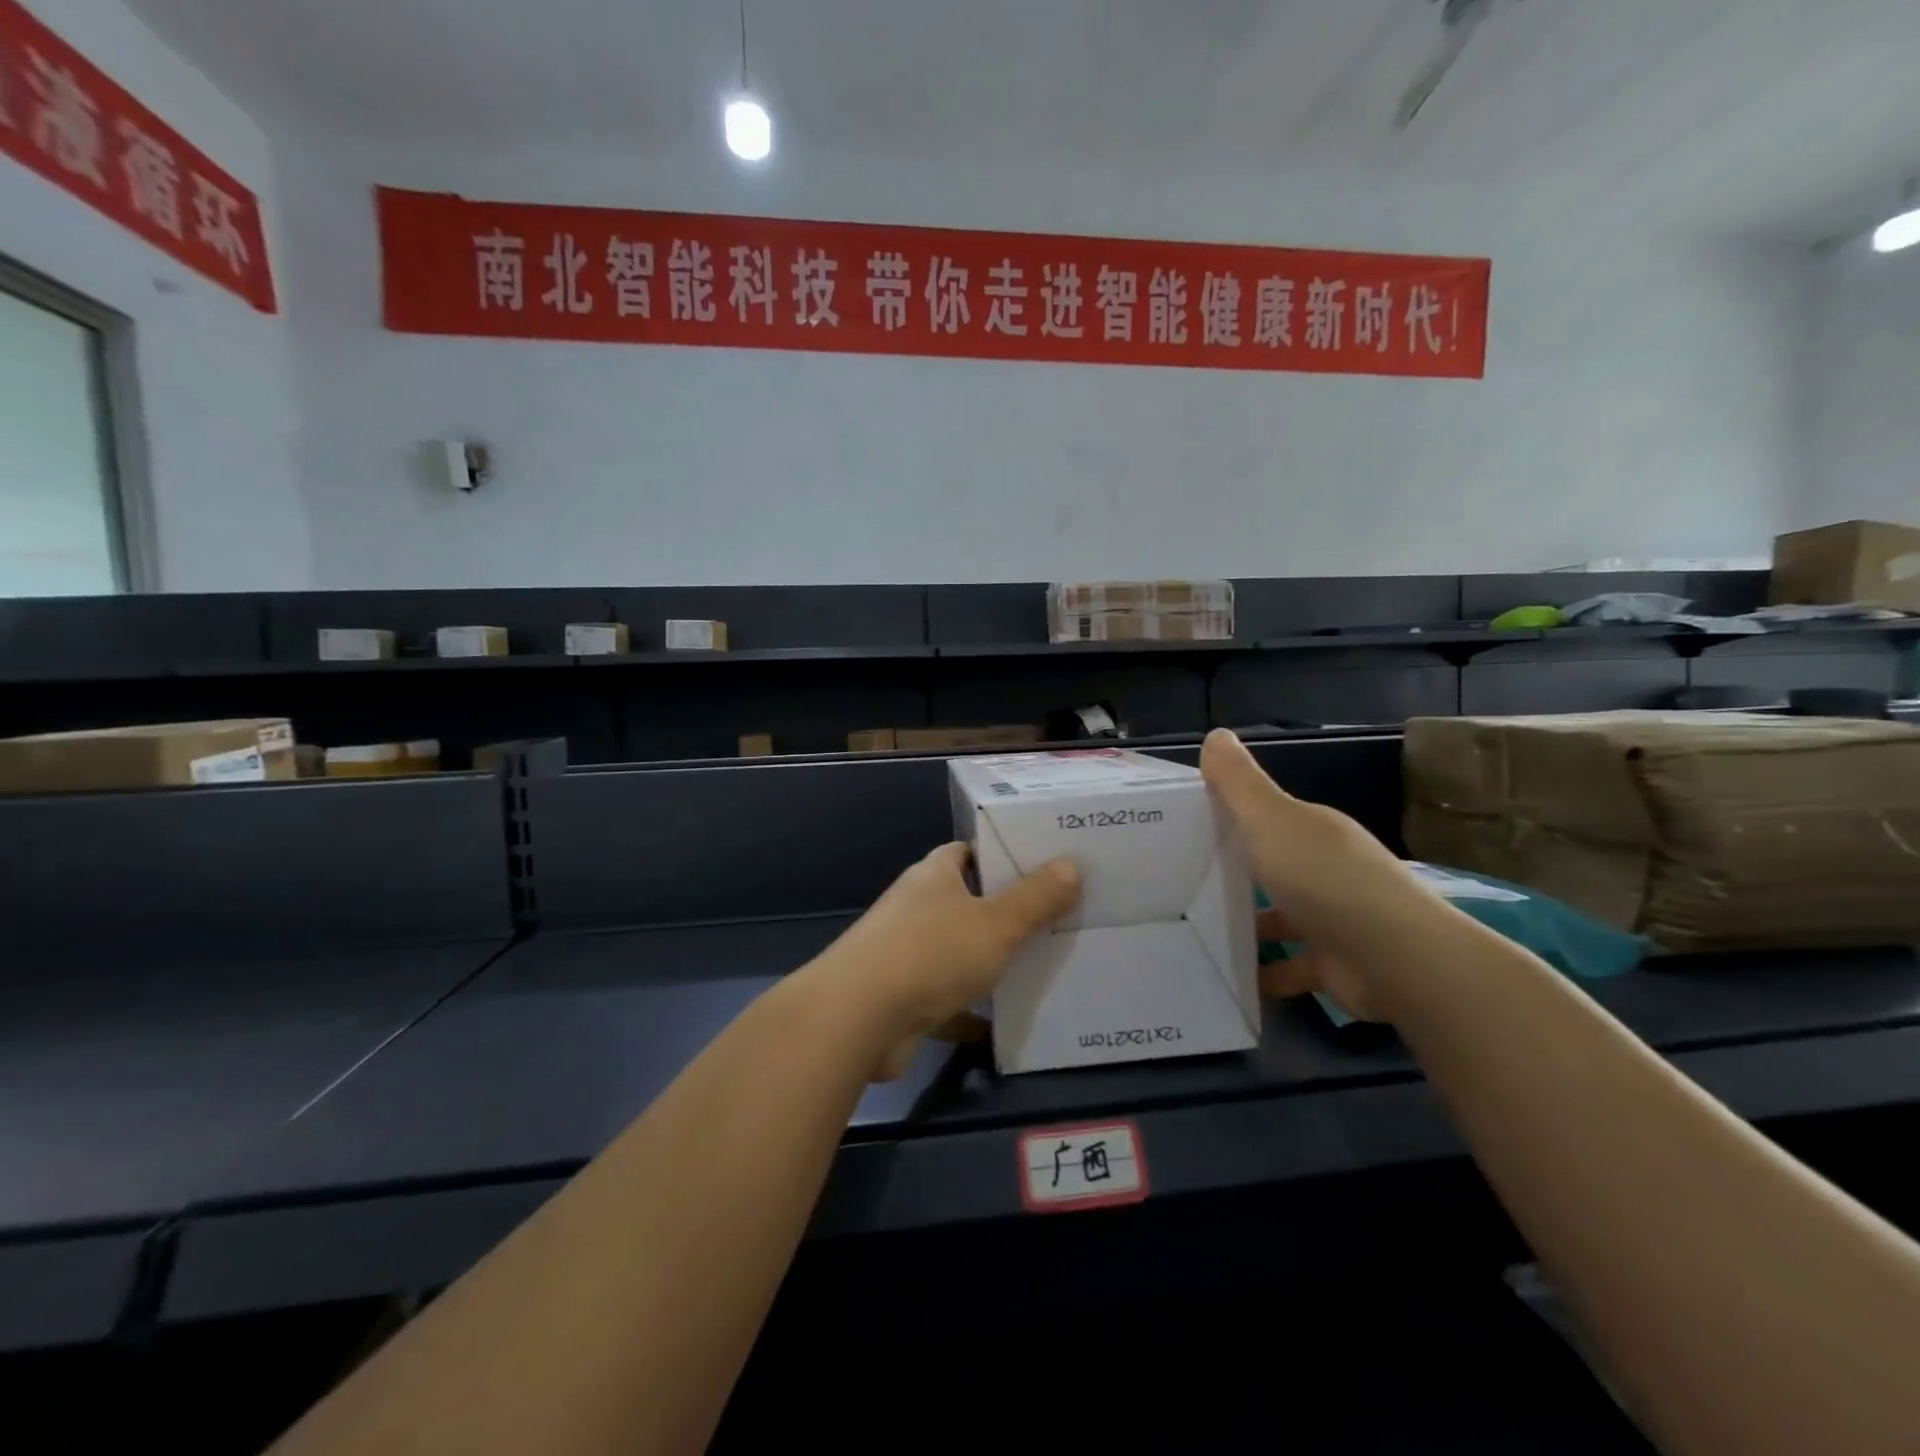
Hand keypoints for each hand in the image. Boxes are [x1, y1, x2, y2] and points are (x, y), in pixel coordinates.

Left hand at [808, 842, 1080, 1079]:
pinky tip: (1004, 1024)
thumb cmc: (931, 954)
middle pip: (966, 901)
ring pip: (957, 951)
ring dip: (988, 960)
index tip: (1042, 864)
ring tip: (1041, 964)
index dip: (1001, 854)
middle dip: (1004, 910)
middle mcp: (916, 907)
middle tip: (1056, 916)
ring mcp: (905, 953)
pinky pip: (947, 998)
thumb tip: (1071, 864)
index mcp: (934, 876)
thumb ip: (1036, 898)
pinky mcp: (902, 998)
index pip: (968, 852)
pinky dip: (970, 1010)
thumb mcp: (996, 924)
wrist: (857, 1019)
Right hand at [1201, 728, 1443, 1021]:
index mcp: (1311, 831)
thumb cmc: (1324, 878)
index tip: (1182, 830)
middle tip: (1177, 885)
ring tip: (1195, 934)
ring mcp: (1333, 919)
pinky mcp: (1334, 965)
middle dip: (1232, 875)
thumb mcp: (1271, 820)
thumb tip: (1216, 734)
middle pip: (1271, 867)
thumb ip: (1239, 783)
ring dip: (1246, 927)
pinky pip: (1289, 966)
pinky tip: (1231, 977)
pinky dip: (1264, 973)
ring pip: (1280, 918)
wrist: (1397, 959)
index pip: (1265, 818)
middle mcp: (1325, 869)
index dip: (1227, 819)